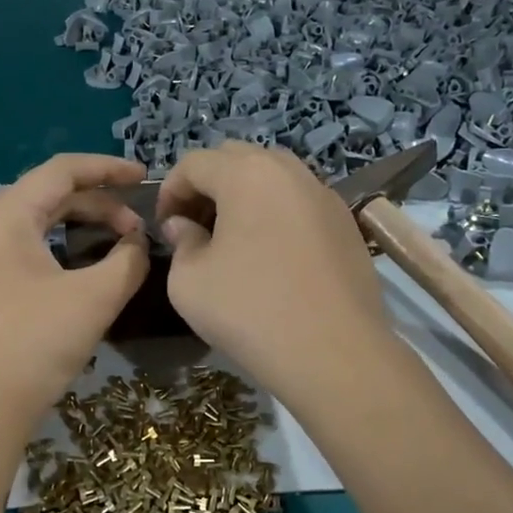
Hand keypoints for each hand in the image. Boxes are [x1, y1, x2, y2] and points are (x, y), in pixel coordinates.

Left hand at [0, 153, 150, 425]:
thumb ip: (128, 260)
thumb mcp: (95, 298)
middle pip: (49, 193)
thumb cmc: (35, 344)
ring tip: (116, 240)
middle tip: (136, 225)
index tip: (146, 178)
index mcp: (6, 213)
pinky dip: (58, 244)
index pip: (63, 171)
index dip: (109, 169)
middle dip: (98, 202)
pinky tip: (80, 264)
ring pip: (35, 220)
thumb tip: (138, 243)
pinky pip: (22, 244)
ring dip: (79, 224)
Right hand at [156, 143, 392, 408]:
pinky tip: (272, 257)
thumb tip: (185, 227)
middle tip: (195, 227)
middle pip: (237, 159)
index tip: (164, 228)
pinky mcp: (347, 224)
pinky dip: (277, 214)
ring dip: (244, 197)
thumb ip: (181, 243)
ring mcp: (325, 195)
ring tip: (233, 239)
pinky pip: (300, 202)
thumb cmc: (250, 312)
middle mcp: (289, 171)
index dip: (169, 191)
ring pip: (273, 177)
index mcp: (246, 174)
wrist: (335, 354)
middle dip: (208, 186)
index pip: (194, 163)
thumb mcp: (189, 282)